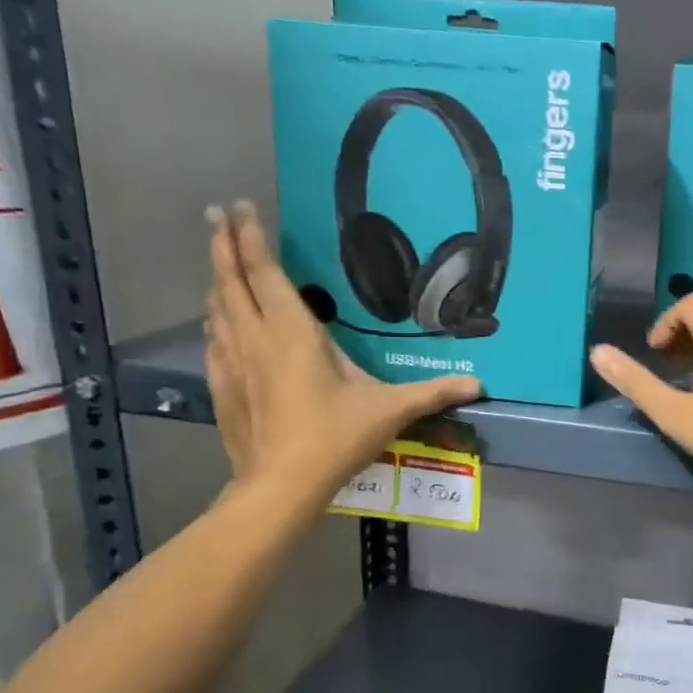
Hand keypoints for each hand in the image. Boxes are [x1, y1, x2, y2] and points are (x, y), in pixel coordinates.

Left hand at [205, 202, 479, 507]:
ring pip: (217, 309)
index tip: (239, 205)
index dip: (250, 236)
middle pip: (230, 280)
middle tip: (216, 214)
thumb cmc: (336, 437)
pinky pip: (214, 341)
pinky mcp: (222, 388)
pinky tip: (217, 324)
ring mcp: (232, 363)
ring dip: (218, 281)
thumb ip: (433, 393)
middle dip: (222, 244)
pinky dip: (215, 322)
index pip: (265, 271)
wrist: (282, 486)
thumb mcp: (390, 410)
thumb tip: (479, 385)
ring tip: (220, 263)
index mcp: (292, 331)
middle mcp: (255, 337)